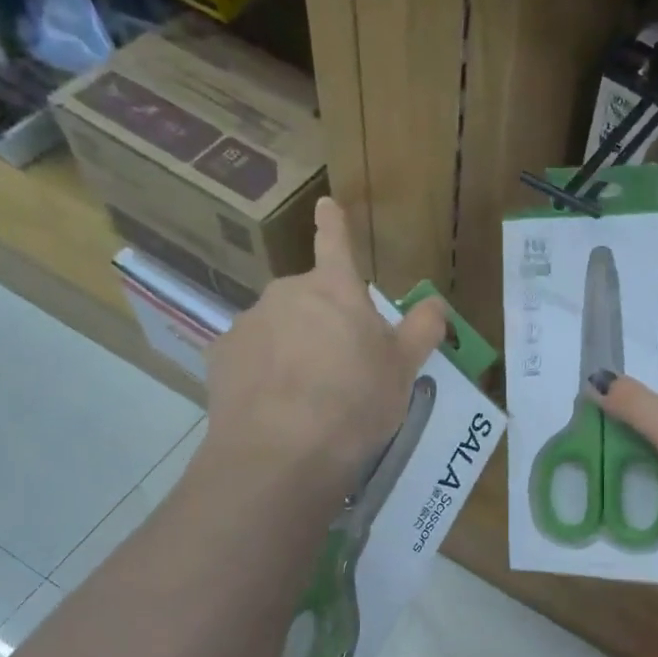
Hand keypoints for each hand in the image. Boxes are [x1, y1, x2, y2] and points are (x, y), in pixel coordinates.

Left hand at [201, 198, 446, 493]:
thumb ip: (422, 330)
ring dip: (294, 348)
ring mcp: (248, 324)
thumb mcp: (403, 370)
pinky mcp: (220, 357)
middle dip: (325, 322)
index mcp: (334, 290)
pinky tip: (275, 408)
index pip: (336, 244)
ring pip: (279, 329)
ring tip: (308, 397)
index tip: (325, 204)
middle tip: (343, 368)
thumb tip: (437, 303)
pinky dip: (264, 373)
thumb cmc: (354, 401)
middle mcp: (286, 294)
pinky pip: (251, 357)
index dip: (334, 225)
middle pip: (310, 299)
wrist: (282, 452)